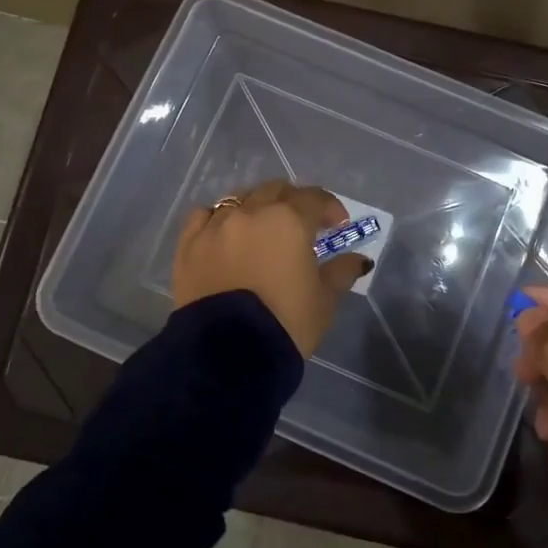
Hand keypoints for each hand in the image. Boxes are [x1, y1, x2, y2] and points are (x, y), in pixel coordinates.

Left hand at [172, 181, 368, 357]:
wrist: (228, 356)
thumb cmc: (286, 323)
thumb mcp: (324, 300)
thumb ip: (342, 272)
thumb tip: (358, 259)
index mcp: (289, 220)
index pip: (314, 198)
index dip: (330, 207)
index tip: (338, 224)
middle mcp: (251, 212)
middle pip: (276, 191)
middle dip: (293, 202)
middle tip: (303, 223)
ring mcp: (215, 225)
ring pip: (239, 199)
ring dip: (256, 207)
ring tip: (262, 227)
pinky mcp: (188, 244)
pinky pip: (204, 216)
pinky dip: (218, 219)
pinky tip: (225, 233)